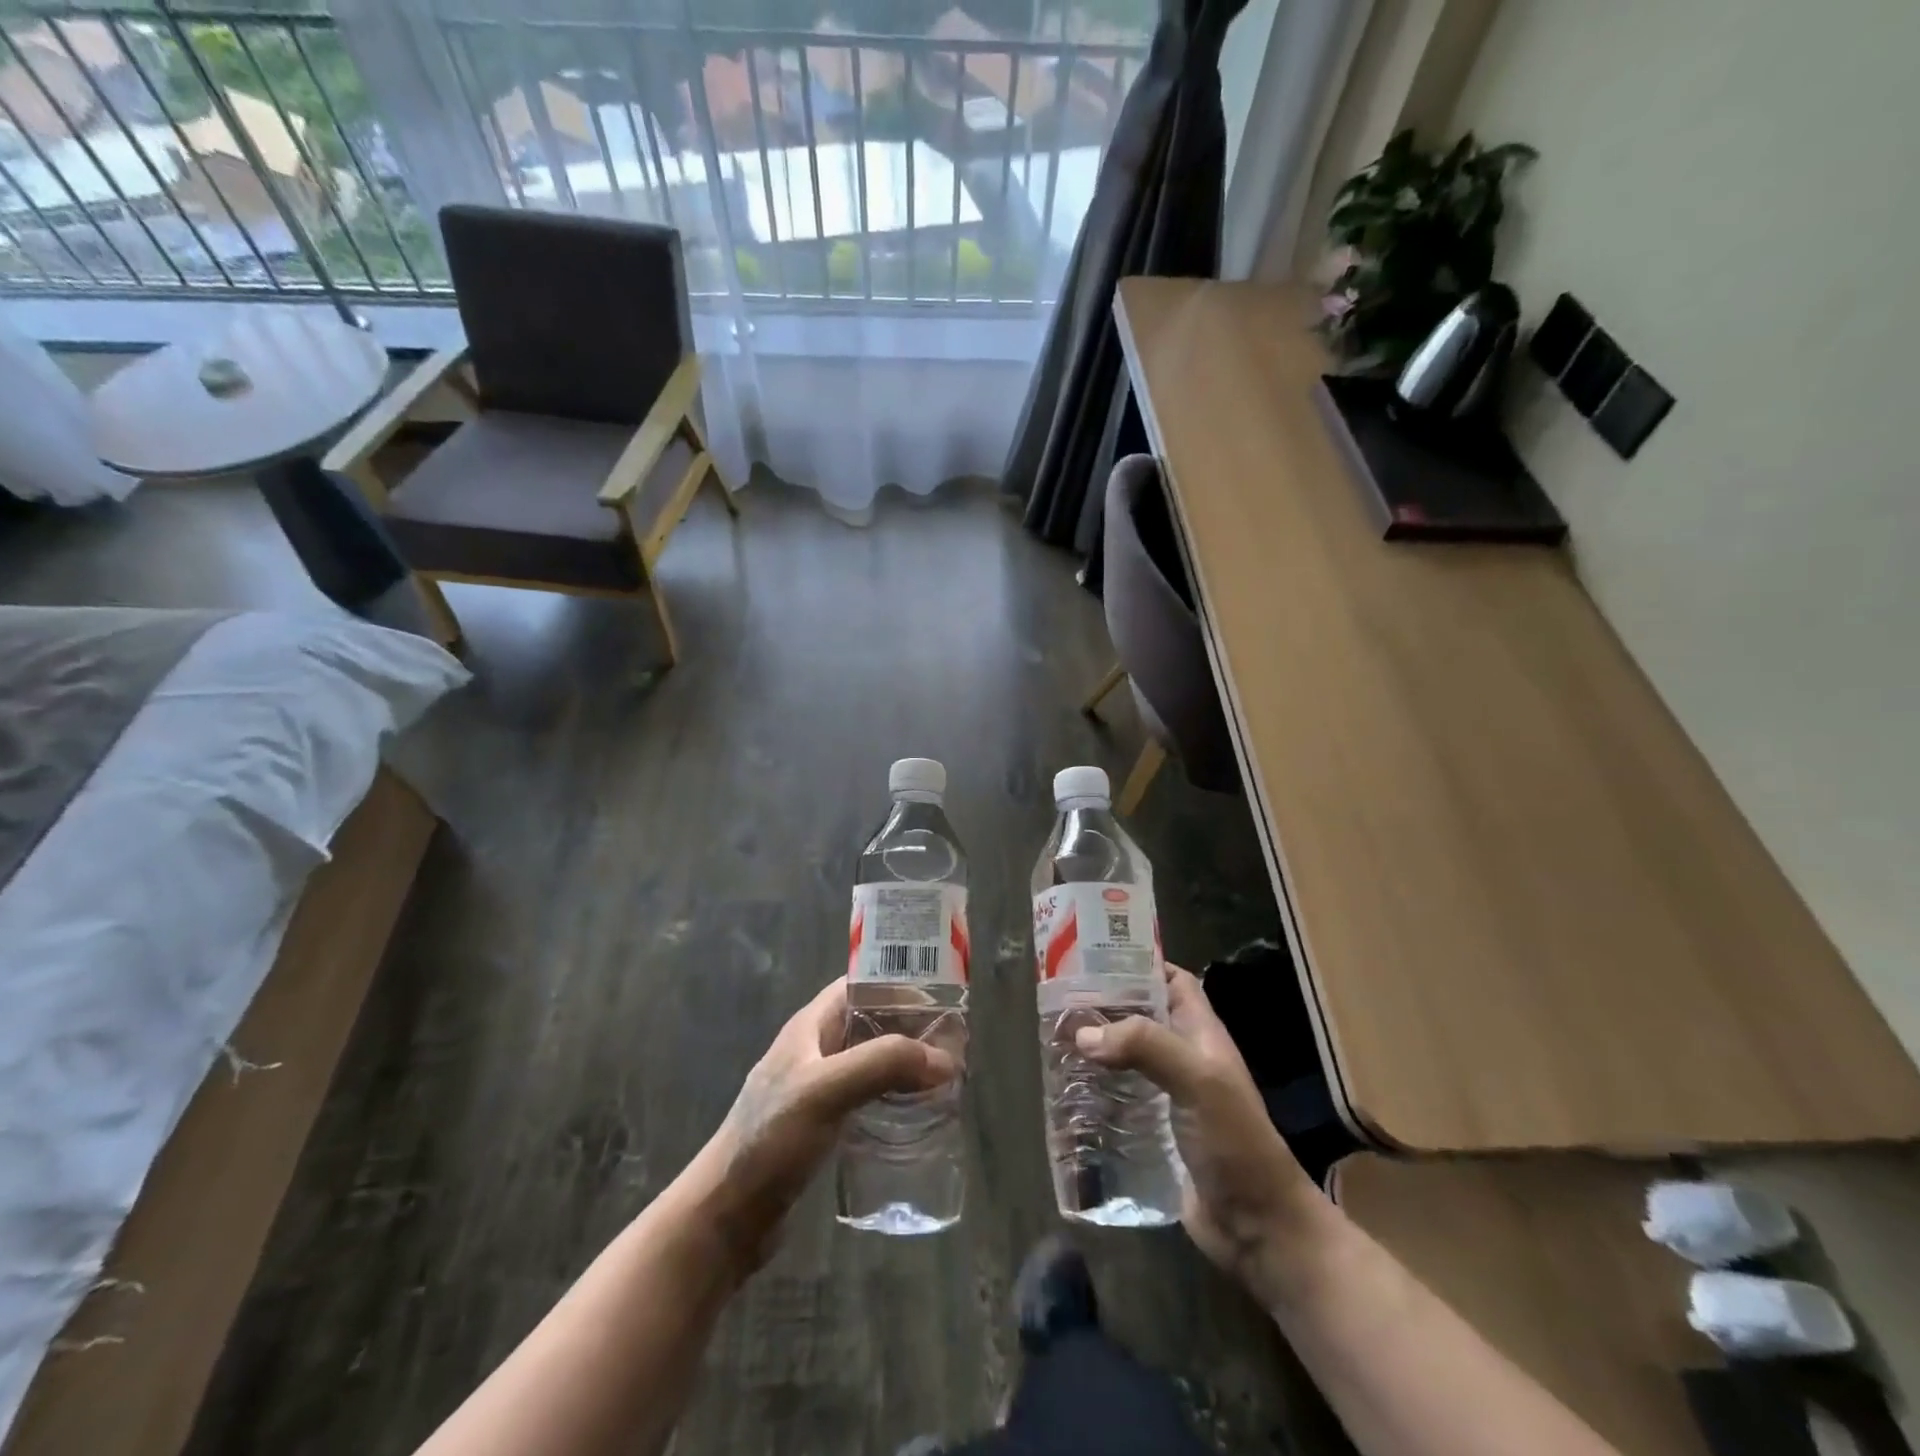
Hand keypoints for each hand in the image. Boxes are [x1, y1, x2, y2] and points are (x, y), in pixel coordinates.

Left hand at [703, 977, 957, 1267]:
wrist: (726, 1216)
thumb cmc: (770, 1140)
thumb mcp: (826, 1090)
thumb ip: (883, 1064)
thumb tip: (946, 1060)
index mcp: (810, 1026)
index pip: (861, 985)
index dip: (899, 984)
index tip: (943, 998)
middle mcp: (816, 1049)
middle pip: (872, 1022)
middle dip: (911, 1028)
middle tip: (955, 1045)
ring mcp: (818, 1088)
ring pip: (872, 1061)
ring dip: (906, 1064)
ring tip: (946, 1078)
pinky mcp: (823, 1125)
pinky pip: (868, 1096)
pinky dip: (895, 1096)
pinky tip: (918, 1114)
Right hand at [1074, 965, 1324, 1301]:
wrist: (1257, 1227)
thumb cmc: (1235, 1142)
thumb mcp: (1198, 1080)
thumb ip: (1146, 1046)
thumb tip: (1084, 1033)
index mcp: (1202, 1035)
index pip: (1174, 981)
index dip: (1142, 964)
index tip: (1096, 956)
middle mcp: (1184, 1058)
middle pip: (1142, 1017)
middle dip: (1106, 1006)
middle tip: (1060, 999)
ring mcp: (1169, 1097)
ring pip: (1127, 1057)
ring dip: (1096, 1048)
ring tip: (1053, 1039)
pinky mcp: (1153, 1131)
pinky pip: (1119, 1098)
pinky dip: (1095, 1090)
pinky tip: (1065, 1091)